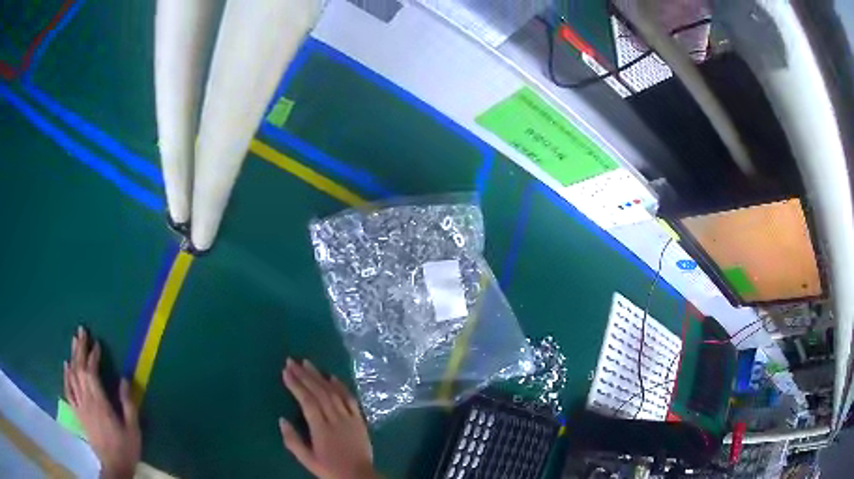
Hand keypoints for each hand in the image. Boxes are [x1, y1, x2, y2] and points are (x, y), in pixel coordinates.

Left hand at [64, 327, 140, 478]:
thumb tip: (124, 379)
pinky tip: (66, 365)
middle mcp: (86, 400)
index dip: (93, 356)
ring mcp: (80, 406)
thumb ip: (128, 404)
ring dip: (73, 357)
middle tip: (81, 331)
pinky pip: (68, 390)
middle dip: (80, 349)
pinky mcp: (77, 412)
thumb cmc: (125, 447)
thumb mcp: (133, 429)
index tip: (97, 343)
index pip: (92, 373)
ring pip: (72, 376)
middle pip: (79, 369)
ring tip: (74, 341)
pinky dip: (66, 375)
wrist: (114, 466)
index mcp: (99, 403)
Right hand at [280, 359, 376, 478]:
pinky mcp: (360, 420)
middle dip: (304, 375)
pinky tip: (333, 377)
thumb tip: (281, 419)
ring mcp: (350, 418)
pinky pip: (350, 399)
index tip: (285, 371)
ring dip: (320, 376)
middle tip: (292, 361)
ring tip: (307, 363)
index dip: (296, 385)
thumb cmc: (331, 469)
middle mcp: (336, 419)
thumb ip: (293, 440)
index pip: (307, 401)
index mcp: (321, 429)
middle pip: (319, 392)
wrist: (360, 476)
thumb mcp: (307, 460)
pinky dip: (341, 386)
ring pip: (334, 392)